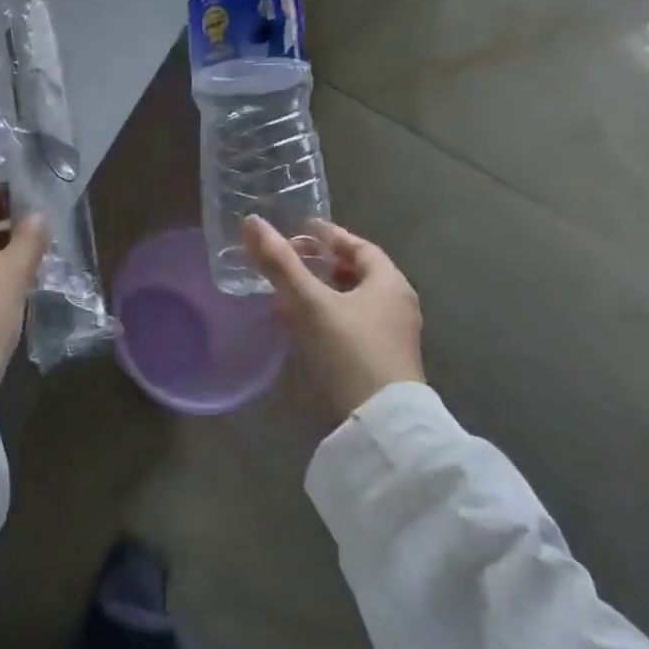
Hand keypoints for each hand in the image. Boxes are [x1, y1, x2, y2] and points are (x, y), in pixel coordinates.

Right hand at [242, 216, 423, 421]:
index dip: (328, 236)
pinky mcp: (382, 361)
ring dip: (322, 292)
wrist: (382, 426)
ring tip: (288, 294)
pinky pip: (352, 325)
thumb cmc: (350, 352)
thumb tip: (251, 222)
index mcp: (389, 282)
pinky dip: (327, 316)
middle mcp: (397, 304)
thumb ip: (280, 264)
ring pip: (352, 301)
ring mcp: (392, 336)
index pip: (358, 246)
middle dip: (321, 264)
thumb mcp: (310, 304)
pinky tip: (302, 327)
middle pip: (356, 273)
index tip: (298, 230)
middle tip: (288, 261)